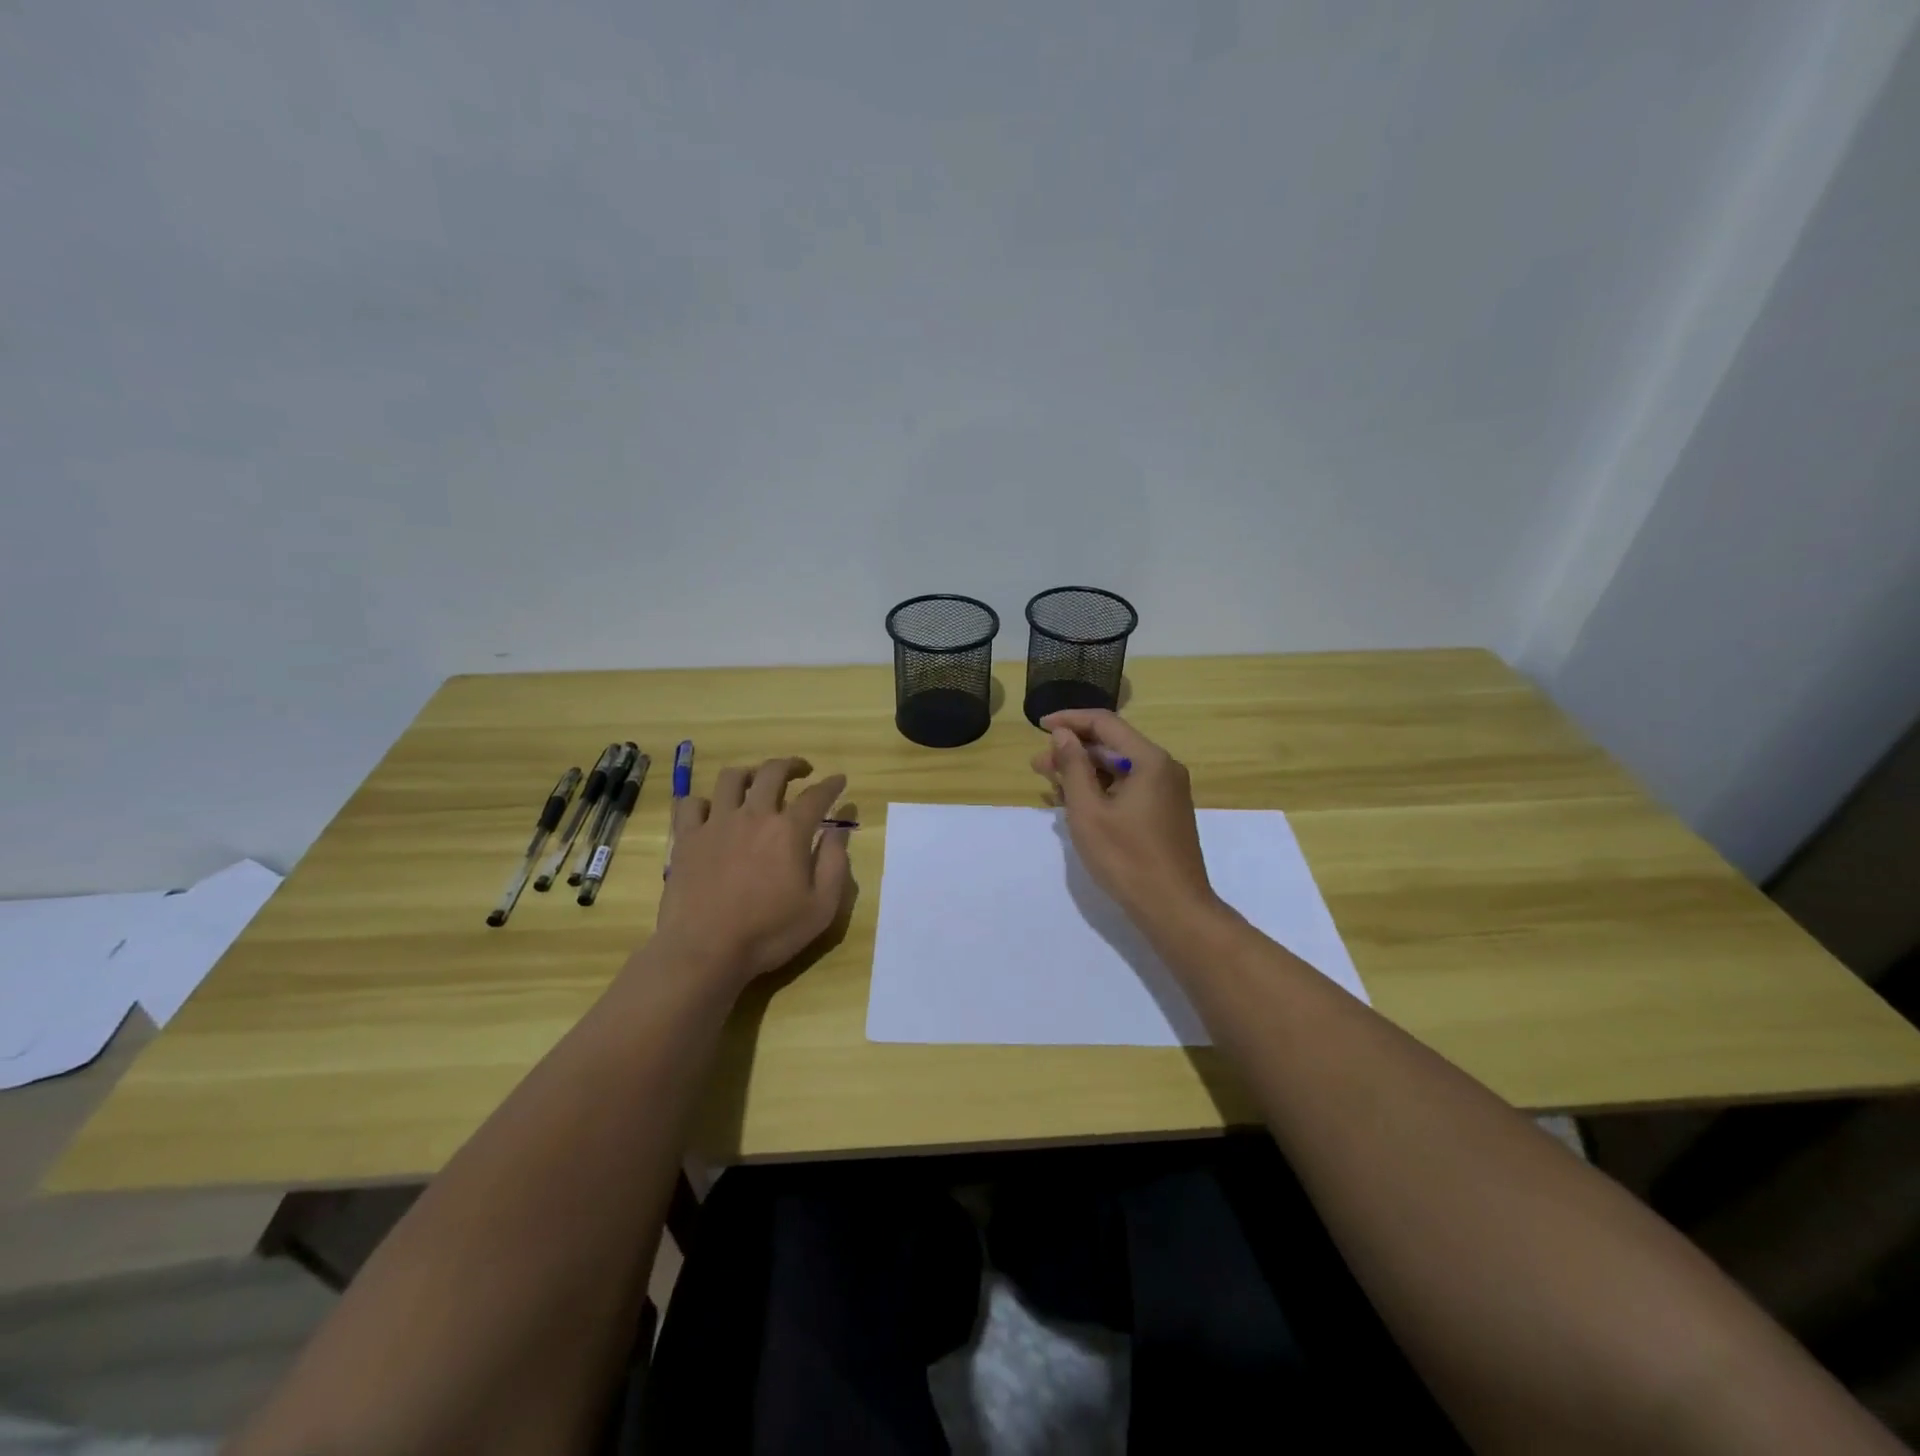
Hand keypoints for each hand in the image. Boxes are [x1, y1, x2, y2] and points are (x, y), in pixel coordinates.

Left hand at [651, 757, 853, 991]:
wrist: (704, 950)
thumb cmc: (769, 933)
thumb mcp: (820, 907)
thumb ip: (834, 863)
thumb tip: (839, 831)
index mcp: (788, 830)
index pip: (816, 796)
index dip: (831, 785)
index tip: (840, 780)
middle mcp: (753, 815)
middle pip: (772, 773)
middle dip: (791, 765)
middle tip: (801, 770)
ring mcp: (715, 823)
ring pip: (731, 778)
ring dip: (749, 774)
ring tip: (756, 782)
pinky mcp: (686, 838)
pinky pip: (692, 803)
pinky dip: (705, 801)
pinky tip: (712, 812)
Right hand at [1031, 710, 1219, 929]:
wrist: (1174, 909)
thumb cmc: (1126, 858)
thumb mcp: (1088, 811)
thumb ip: (1073, 767)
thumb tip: (1063, 735)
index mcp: (1149, 760)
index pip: (1105, 723)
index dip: (1070, 721)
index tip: (1040, 726)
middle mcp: (1163, 769)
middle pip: (1112, 746)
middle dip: (1073, 752)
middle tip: (1038, 766)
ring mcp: (1167, 792)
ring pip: (1119, 769)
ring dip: (1084, 773)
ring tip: (1051, 786)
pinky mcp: (1164, 813)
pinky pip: (1128, 789)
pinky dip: (1101, 790)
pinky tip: (1077, 804)